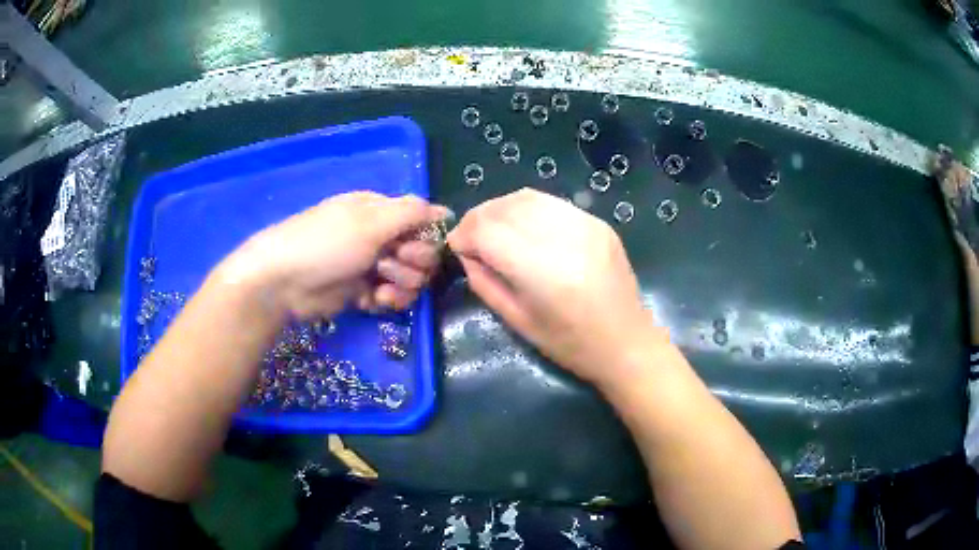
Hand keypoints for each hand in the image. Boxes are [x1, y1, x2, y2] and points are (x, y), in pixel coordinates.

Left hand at [218, 192, 449, 319]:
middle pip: (421, 252)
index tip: (411, 245)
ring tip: (379, 286)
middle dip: (413, 262)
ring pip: (410, 277)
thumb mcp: (370, 221)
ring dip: (402, 284)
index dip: (425, 237)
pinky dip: (389, 300)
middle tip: (389, 265)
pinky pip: (393, 296)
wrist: (283, 283)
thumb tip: (447, 211)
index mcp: (381, 211)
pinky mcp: (363, 292)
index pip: (423, 221)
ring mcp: (371, 265)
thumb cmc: (326, 244)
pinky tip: (375, 300)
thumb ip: (412, 213)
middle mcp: (380, 236)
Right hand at [447, 188, 665, 385]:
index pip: (488, 231)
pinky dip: (526, 209)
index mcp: (543, 271)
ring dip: (500, 209)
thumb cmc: (571, 345)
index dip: (464, 234)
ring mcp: (586, 224)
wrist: (628, 343)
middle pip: (505, 208)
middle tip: (470, 238)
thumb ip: (484, 283)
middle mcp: (565, 238)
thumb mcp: (518, 322)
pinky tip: (521, 227)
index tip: (456, 247)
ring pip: (527, 197)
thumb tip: (466, 253)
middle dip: (478, 218)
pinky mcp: (598, 222)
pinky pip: (551, 203)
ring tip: (491, 229)